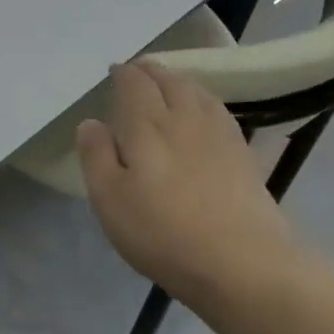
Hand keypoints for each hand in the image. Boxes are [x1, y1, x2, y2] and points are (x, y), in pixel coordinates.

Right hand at [76, 61, 305, 316]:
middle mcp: (184, 118)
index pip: (134, 84)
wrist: (242, 263)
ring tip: (167, 83)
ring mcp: (219, 134)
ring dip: (178, 81)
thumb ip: (96, 156)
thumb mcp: (109, 199)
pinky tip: (203, 111)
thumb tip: (91, 122)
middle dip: (151, 71)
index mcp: (147, 125)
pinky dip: (203, 99)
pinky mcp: (243, 154)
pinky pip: (218, 110)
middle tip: (137, 71)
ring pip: (197, 91)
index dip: (123, 74)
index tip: (113, 71)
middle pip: (168, 80)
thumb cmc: (162, 232)